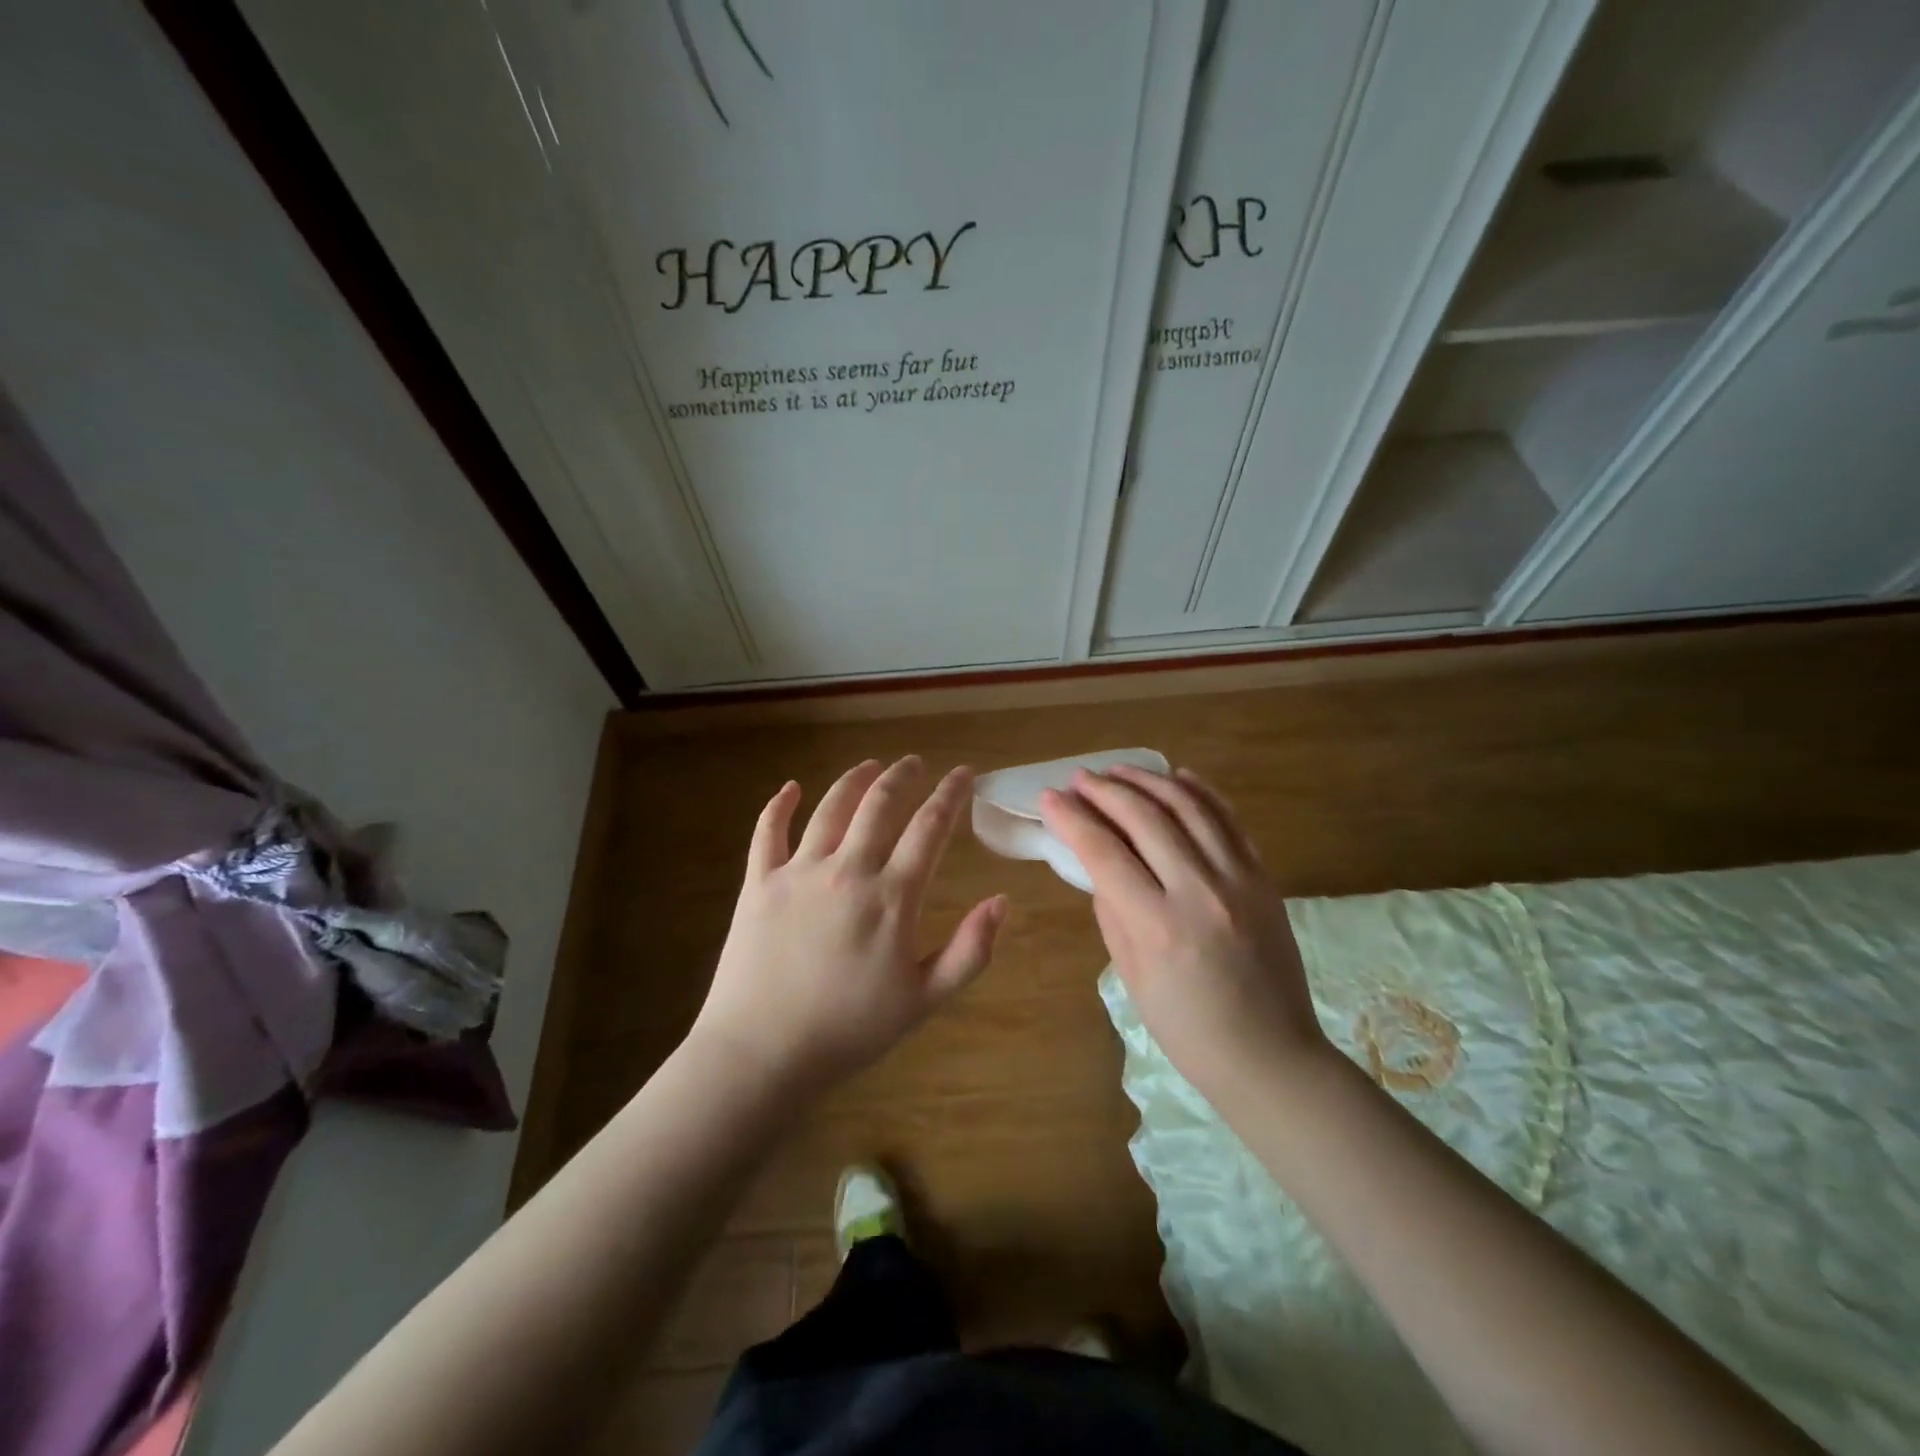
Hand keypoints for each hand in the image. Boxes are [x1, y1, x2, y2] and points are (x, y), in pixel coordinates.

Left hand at [691, 756, 1007, 1095]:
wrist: (762, 1054)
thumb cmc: (849, 1031)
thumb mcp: (924, 1000)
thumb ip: (969, 950)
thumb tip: (1001, 901)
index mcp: (891, 897)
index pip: (930, 828)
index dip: (951, 795)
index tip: (965, 773)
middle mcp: (847, 871)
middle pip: (880, 805)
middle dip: (903, 776)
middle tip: (915, 762)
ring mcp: (798, 872)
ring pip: (830, 808)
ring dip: (855, 780)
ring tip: (871, 765)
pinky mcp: (758, 883)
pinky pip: (767, 832)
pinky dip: (778, 805)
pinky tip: (790, 788)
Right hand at [1040, 765, 1327, 1099]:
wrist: (1271, 1056)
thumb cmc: (1188, 1030)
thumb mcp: (1132, 976)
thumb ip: (1112, 911)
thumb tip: (1098, 862)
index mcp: (1158, 927)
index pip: (1104, 853)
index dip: (1072, 819)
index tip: (1050, 798)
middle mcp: (1200, 892)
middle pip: (1145, 818)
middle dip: (1104, 790)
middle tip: (1079, 778)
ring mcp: (1239, 880)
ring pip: (1189, 807)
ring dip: (1148, 780)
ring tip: (1118, 770)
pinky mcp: (1264, 878)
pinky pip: (1229, 820)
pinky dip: (1201, 792)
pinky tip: (1177, 777)